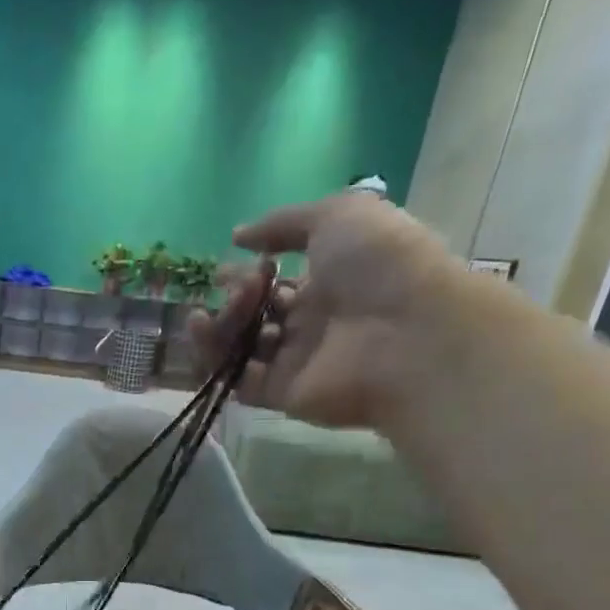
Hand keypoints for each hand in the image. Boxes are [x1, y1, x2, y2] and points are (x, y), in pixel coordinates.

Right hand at [191, 190, 471, 429]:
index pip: (278, 281)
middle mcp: (310, 323)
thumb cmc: (379, 264)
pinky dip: (214, 360)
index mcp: (329, 280)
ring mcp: (295, 361)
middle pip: (256, 315)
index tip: (224, 264)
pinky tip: (203, 332)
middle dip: (234, 298)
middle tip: (227, 286)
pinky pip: (238, 379)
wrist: (407, 333)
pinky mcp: (281, 394)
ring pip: (242, 347)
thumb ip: (283, 223)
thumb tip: (238, 236)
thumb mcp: (337, 216)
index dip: (249, 272)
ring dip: (220, 325)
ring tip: (211, 309)